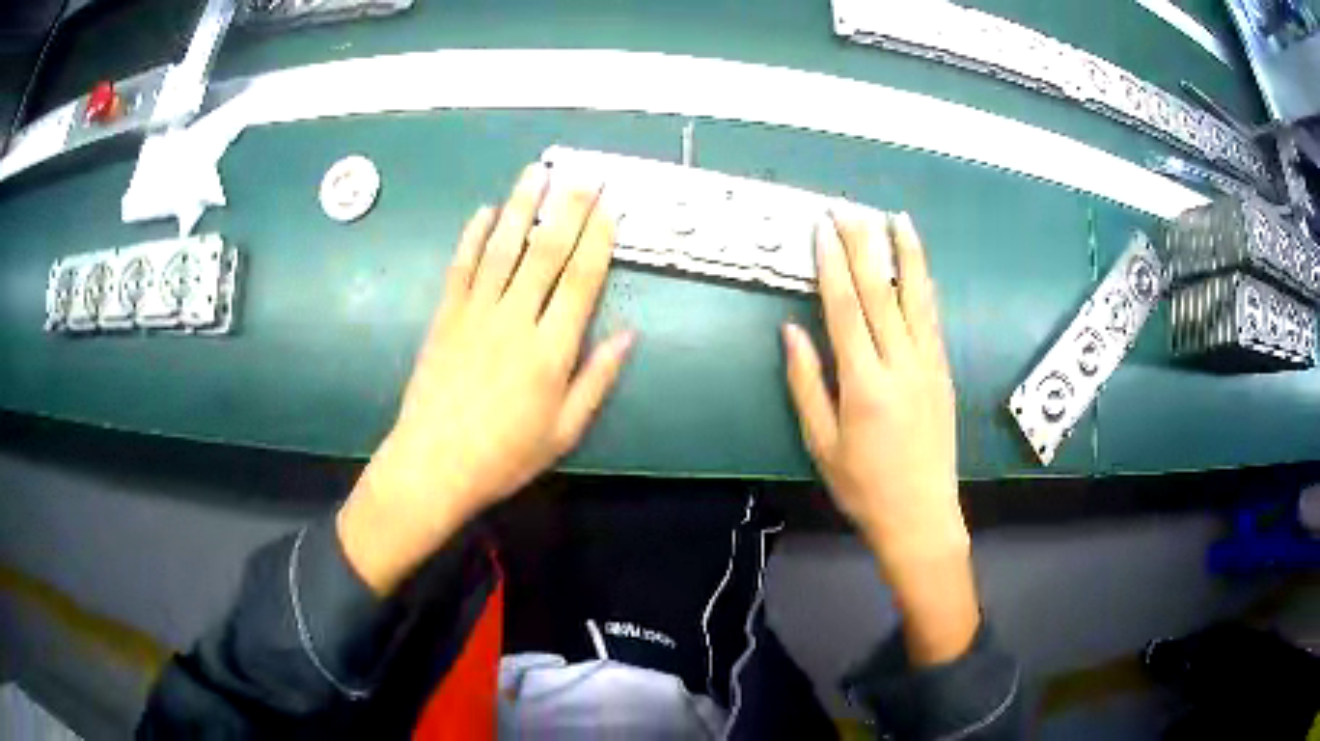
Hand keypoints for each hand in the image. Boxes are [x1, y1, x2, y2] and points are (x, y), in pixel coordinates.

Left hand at [339, 164, 633, 594]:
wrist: (433, 465)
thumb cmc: (504, 456)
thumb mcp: (564, 431)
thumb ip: (597, 380)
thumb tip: (628, 336)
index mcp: (550, 350)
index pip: (580, 281)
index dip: (597, 240)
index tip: (610, 209)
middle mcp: (515, 320)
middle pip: (546, 253)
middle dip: (568, 210)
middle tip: (583, 175)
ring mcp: (475, 313)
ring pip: (503, 248)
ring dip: (522, 207)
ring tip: (537, 172)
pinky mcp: (445, 317)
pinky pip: (461, 267)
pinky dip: (474, 236)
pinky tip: (485, 211)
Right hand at [783, 211, 977, 664]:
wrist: (921, 517)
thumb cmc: (864, 487)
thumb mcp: (823, 444)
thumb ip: (807, 384)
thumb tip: (792, 333)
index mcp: (865, 384)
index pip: (847, 310)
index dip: (833, 266)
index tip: (823, 231)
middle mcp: (902, 365)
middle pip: (883, 293)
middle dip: (865, 246)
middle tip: (851, 210)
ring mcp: (929, 366)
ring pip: (917, 298)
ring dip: (907, 254)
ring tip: (898, 219)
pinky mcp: (944, 373)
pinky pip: (933, 319)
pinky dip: (925, 285)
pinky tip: (919, 266)